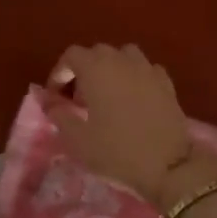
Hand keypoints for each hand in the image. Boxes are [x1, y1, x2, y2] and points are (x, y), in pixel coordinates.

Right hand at [45, 44, 194, 204]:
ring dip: (111, 68)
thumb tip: (48, 100)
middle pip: (97, 53)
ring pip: (124, 56)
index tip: (56, 97)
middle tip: (79, 99)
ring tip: (107, 94)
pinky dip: (135, 77)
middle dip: (84, 70)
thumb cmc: (116, 151)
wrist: (168, 165)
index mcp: (96, 69)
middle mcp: (122, 61)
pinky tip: (134, 98)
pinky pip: (145, 69)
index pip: (71, 56)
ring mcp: (147, 69)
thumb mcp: (77, 139)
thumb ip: (58, 114)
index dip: (60, 73)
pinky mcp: (167, 83)